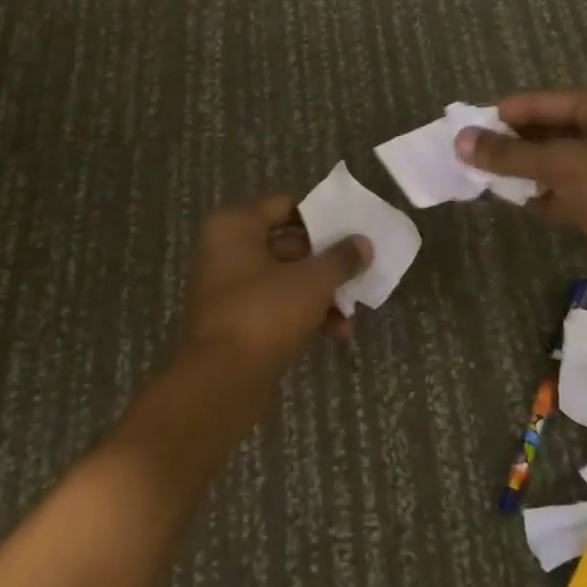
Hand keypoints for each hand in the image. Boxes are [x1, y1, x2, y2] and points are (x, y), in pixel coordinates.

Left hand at [181, 195, 370, 371]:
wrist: (222, 381)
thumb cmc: (265, 312)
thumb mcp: (313, 281)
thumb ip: (341, 258)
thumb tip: (364, 243)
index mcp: (234, 226)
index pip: (283, 206)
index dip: (319, 216)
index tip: (350, 228)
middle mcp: (225, 251)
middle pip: (286, 245)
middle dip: (325, 261)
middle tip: (359, 268)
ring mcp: (227, 289)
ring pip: (284, 280)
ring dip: (320, 293)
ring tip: (353, 310)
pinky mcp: (235, 324)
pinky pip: (275, 307)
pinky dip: (304, 315)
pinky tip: (337, 333)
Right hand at [456, 89, 586, 289]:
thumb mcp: (565, 164)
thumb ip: (511, 154)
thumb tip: (461, 141)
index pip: (540, 103)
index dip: (502, 114)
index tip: (463, 127)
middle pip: (544, 132)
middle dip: (508, 144)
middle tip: (466, 155)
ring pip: (550, 164)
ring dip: (520, 171)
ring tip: (478, 177)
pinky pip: (560, 192)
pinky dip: (538, 196)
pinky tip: (510, 200)